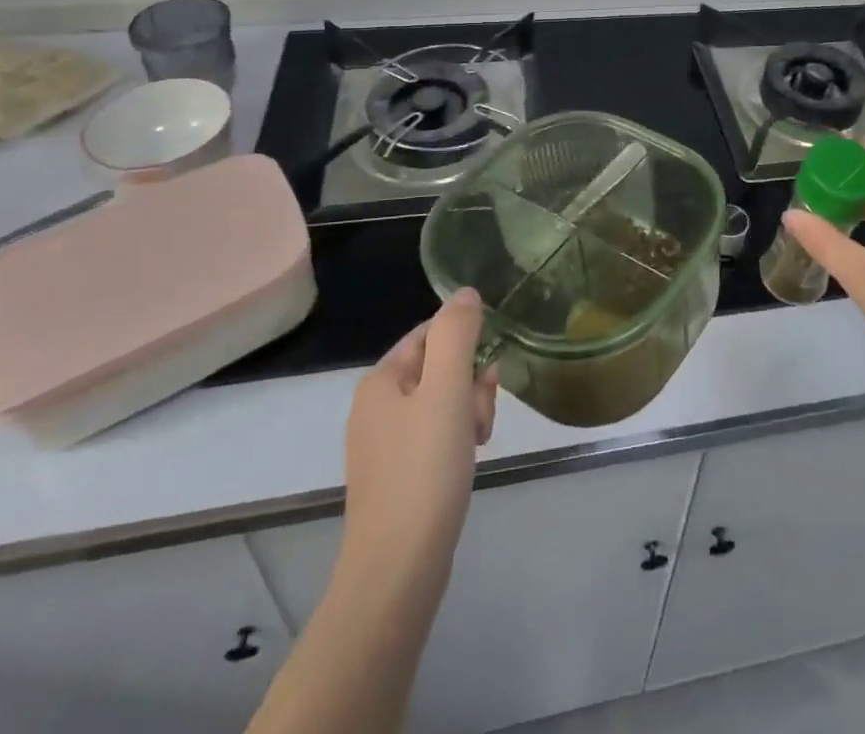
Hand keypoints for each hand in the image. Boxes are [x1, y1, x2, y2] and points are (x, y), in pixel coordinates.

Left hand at [337, 290, 498, 592]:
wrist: (397, 571)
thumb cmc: (424, 470)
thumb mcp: (447, 390)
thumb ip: (457, 333)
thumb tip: (465, 293)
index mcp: (381, 380)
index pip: (432, 332)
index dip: (467, 344)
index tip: (488, 373)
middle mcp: (376, 406)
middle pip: (439, 367)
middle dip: (471, 383)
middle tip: (482, 415)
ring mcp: (384, 444)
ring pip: (442, 403)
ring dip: (469, 412)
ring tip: (478, 442)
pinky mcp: (397, 476)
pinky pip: (435, 436)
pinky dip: (457, 440)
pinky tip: (468, 460)